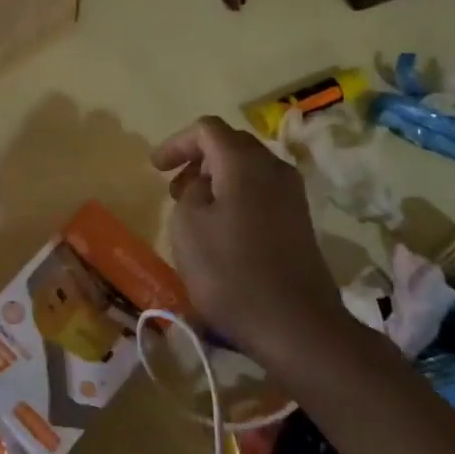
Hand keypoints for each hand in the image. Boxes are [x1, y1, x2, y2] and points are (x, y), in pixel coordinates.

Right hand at [151, 116, 346, 372]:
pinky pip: (261, 191)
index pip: (207, 129)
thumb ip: (190, 192)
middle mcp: (273, 168)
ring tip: (193, 208)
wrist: (296, 324)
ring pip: (248, 169)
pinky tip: (221, 227)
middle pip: (231, 144)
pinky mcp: (299, 221)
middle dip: (197, 159)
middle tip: (173, 187)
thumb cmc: (231, 271)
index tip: (155, 168)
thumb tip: (204, 186)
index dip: (176, 142)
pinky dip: (236, 196)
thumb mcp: (188, 226)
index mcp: (244, 162)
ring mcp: (292, 195)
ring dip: (217, 179)